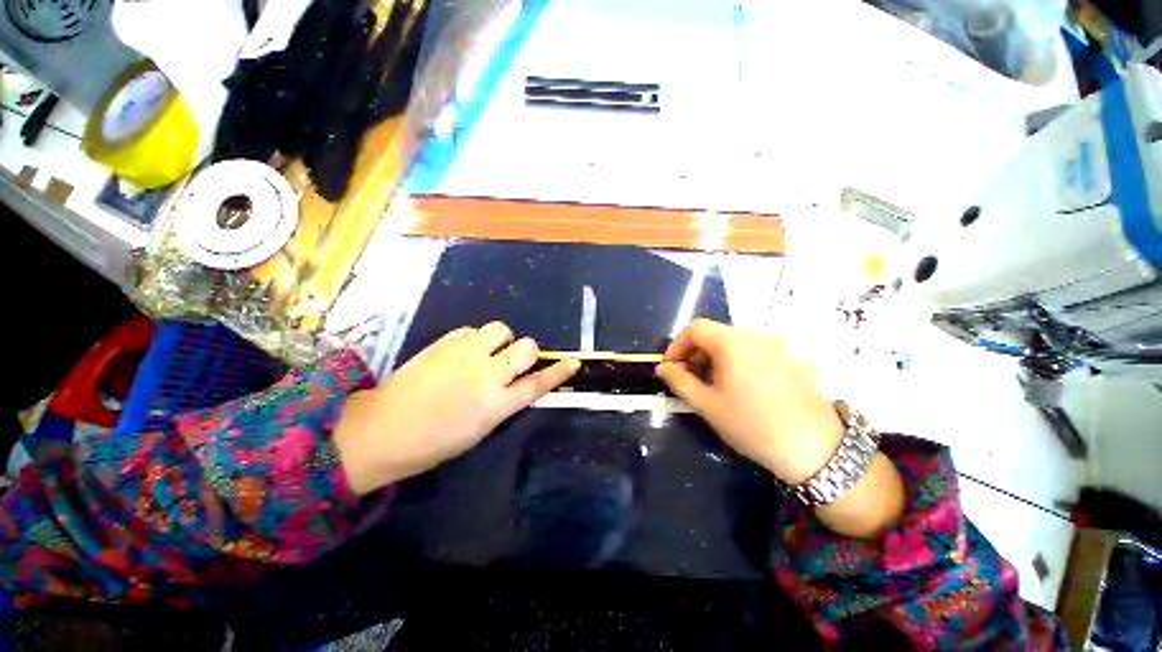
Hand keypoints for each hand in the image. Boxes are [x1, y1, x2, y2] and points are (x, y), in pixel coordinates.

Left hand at [334, 322, 579, 494]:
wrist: (382, 428)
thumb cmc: (433, 442)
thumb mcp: (479, 430)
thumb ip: (504, 403)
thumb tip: (518, 383)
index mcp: (495, 405)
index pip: (538, 383)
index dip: (558, 372)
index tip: (573, 362)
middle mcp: (486, 374)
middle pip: (526, 347)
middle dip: (526, 353)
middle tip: (512, 362)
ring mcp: (465, 354)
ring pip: (502, 329)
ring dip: (502, 341)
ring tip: (488, 353)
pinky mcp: (445, 342)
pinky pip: (473, 330)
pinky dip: (476, 339)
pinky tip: (465, 352)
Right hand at [656, 319, 843, 484]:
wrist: (815, 448)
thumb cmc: (751, 425)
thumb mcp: (706, 405)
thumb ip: (679, 381)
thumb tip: (663, 368)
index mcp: (732, 343)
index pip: (695, 328)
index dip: (677, 345)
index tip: (672, 367)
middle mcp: (756, 335)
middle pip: (715, 333)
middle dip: (696, 352)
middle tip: (690, 379)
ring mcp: (778, 345)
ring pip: (735, 341)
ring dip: (716, 357)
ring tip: (715, 384)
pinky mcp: (792, 357)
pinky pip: (755, 350)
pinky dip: (738, 360)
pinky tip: (742, 386)